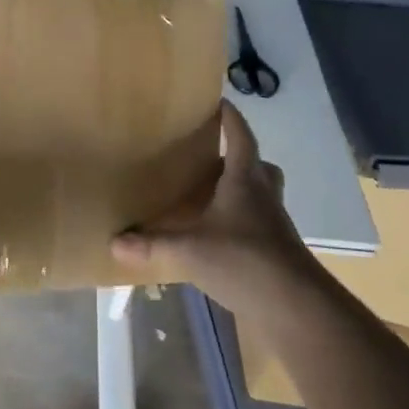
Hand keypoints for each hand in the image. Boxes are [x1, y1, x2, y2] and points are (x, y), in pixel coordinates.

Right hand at [111, 101, 322, 313]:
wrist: (294, 305)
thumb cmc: (243, 261)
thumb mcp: (189, 251)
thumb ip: (152, 245)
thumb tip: (114, 241)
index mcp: (245, 181)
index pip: (240, 137)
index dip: (231, 119)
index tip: (220, 103)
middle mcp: (264, 195)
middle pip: (258, 165)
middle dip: (239, 156)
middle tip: (213, 156)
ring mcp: (274, 223)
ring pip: (262, 194)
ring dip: (243, 189)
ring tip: (213, 196)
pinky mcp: (277, 249)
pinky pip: (259, 223)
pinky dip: (242, 221)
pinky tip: (220, 236)